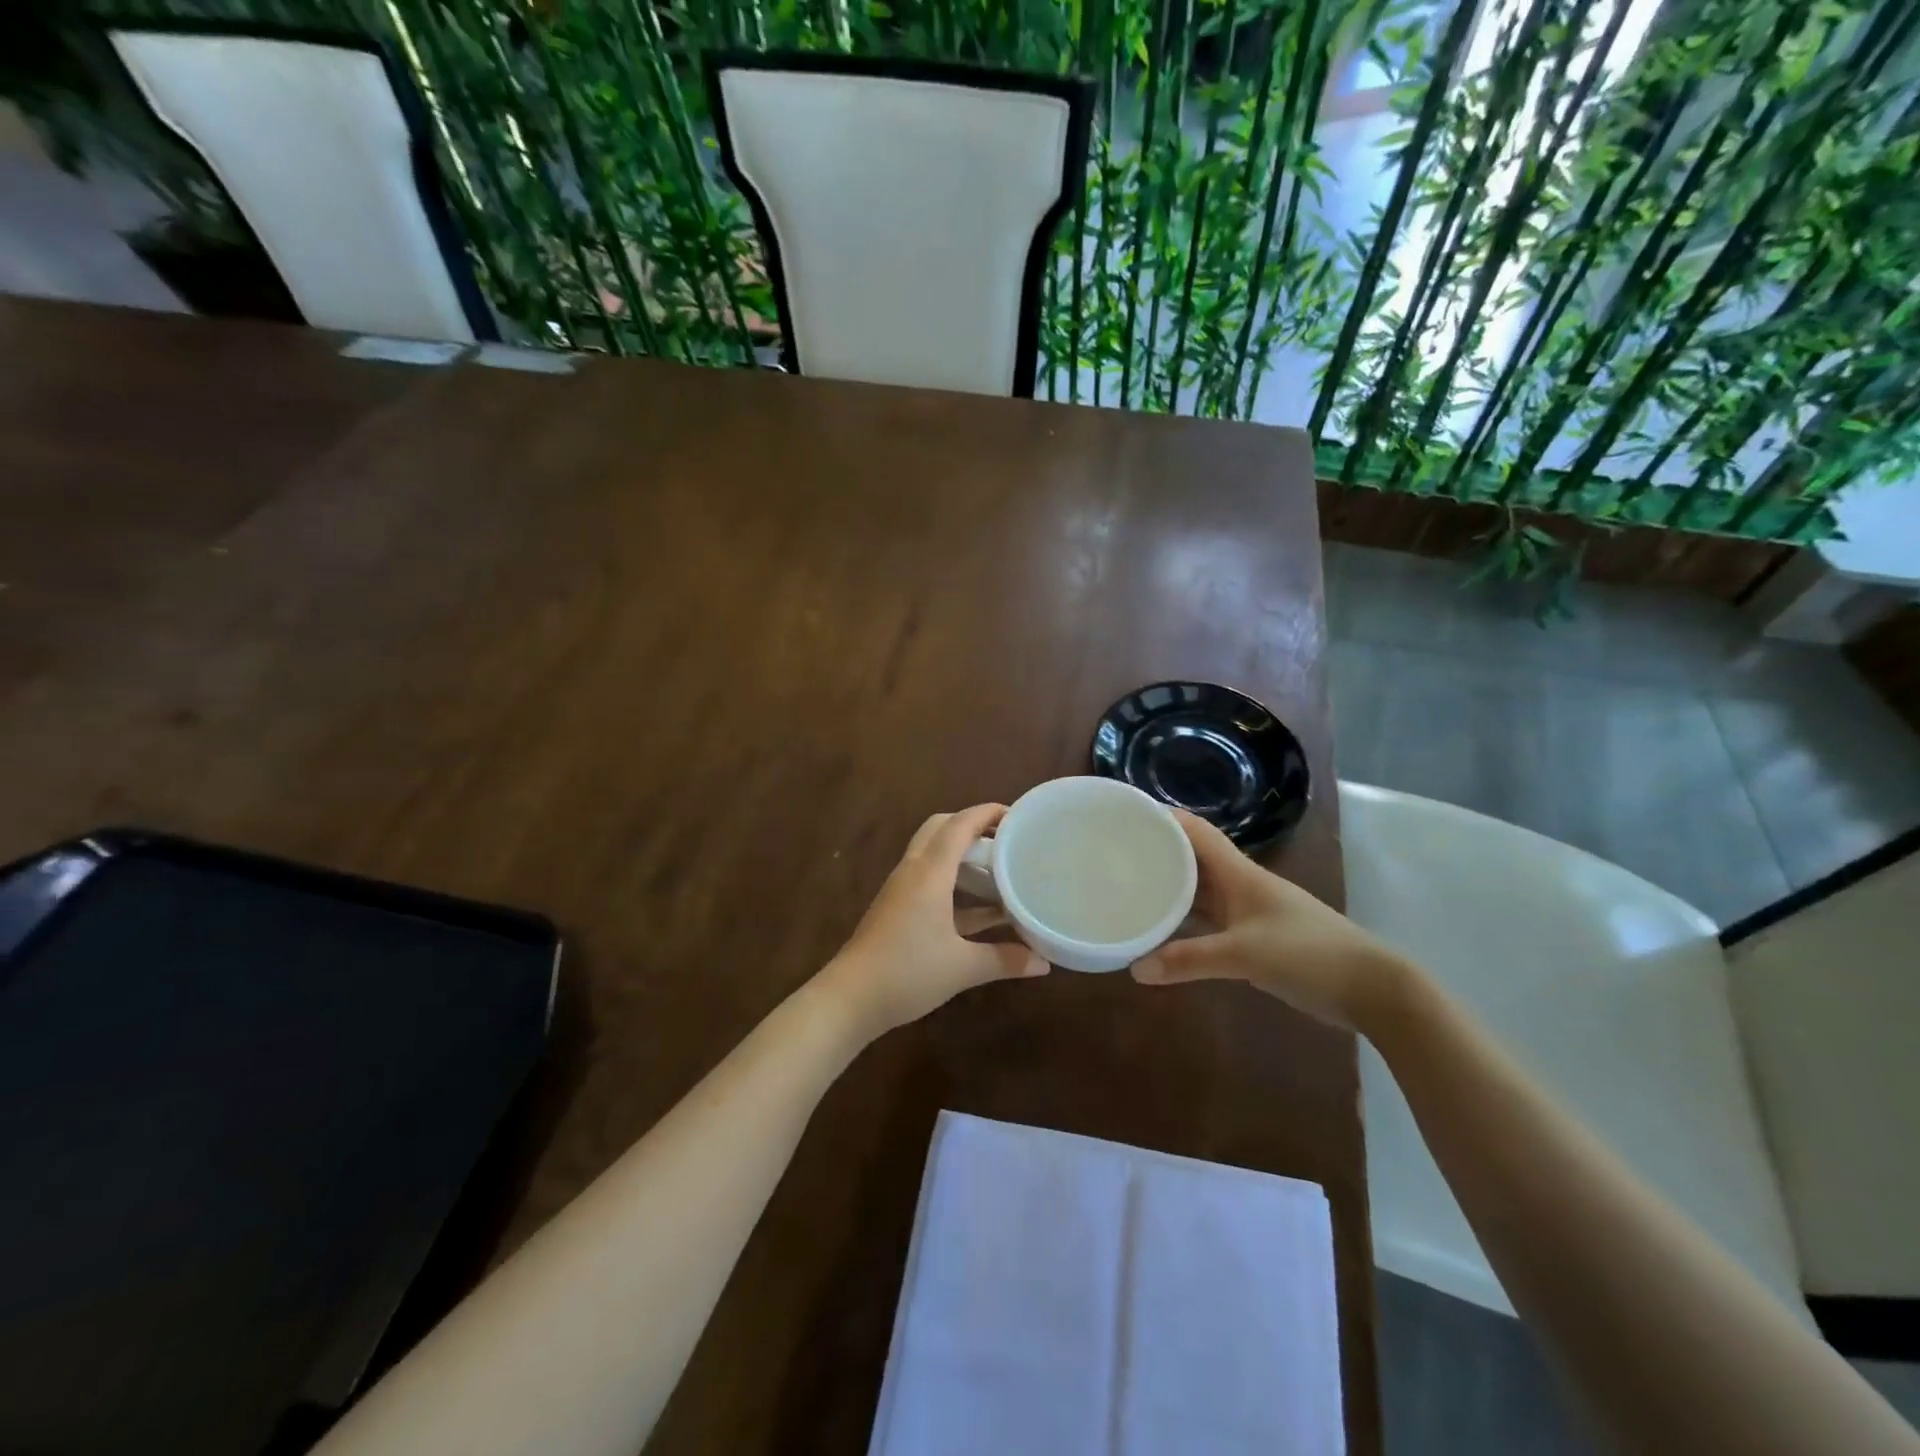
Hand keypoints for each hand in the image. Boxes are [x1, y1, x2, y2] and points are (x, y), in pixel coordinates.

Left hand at [819, 803, 1048, 1036]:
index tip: (1018, 816)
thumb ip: (1005, 960)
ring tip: (996, 867)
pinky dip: (952, 880)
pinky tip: (978, 909)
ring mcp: (901, 889)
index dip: (988, 813)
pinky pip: (928, 878)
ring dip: (961, 852)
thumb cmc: (908, 972)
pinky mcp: (896, 907)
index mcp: (929, 872)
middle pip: (941, 828)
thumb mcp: (962, 967)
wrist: (850, 998)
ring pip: (932, 852)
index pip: (960, 824)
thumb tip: (1044, 962)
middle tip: (1005, 839)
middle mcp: (913, 870)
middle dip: (972, 825)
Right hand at [1131, 810, 1408, 1028]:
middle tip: (1116, 853)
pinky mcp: (1256, 938)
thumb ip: (1190, 961)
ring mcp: (1250, 912)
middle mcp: (1242, 885)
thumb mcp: (1244, 954)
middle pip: (1194, 859)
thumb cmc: (1308, 954)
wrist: (1371, 987)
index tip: (1128, 812)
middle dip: (1159, 852)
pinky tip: (1163, 933)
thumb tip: (1135, 969)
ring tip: (1130, 888)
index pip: (1197, 832)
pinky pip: (1210, 921)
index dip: (1165, 817)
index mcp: (1240, 874)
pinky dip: (1186, 923)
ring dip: (1170, 889)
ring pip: (1201, 892)